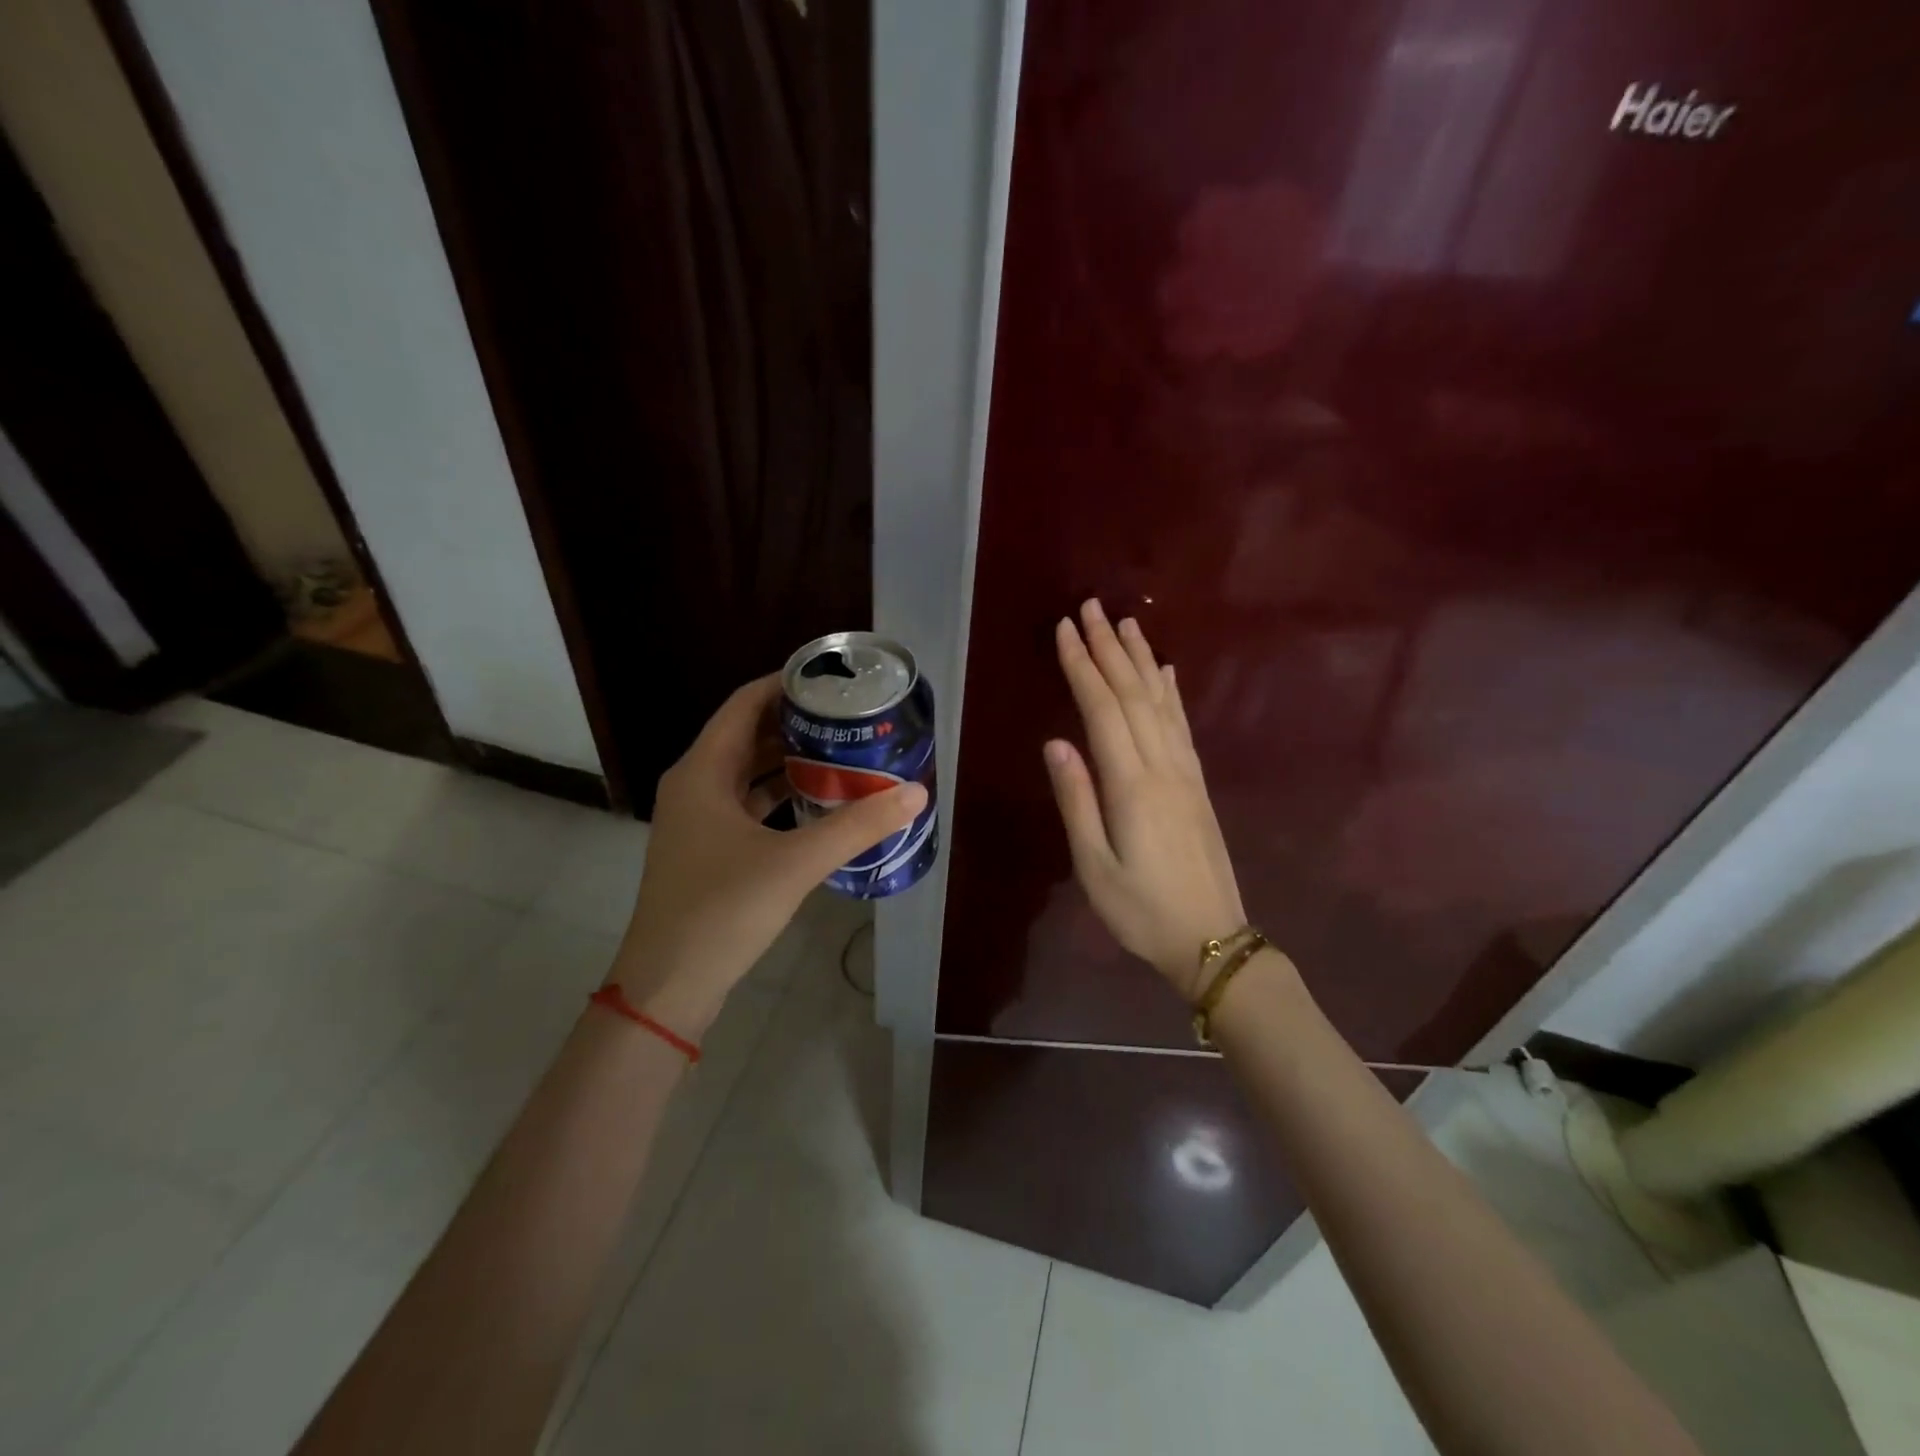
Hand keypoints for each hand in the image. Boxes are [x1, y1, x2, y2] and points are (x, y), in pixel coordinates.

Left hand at [610, 674, 926, 1036]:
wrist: (668, 985)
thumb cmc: (722, 910)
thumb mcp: (796, 863)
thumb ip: (857, 826)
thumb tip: (916, 793)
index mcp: (703, 771)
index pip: (745, 704)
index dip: (785, 684)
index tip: (831, 679)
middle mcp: (695, 785)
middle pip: (748, 734)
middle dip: (797, 722)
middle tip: (849, 717)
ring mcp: (698, 820)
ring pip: (748, 772)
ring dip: (790, 760)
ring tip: (843, 752)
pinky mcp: (708, 849)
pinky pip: (748, 805)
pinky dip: (781, 796)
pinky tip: (819, 802)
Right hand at [1043, 600, 1246, 998]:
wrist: (1211, 938)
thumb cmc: (1140, 910)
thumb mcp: (1094, 865)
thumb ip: (1077, 799)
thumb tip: (1056, 742)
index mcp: (1131, 785)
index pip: (1102, 709)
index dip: (1082, 666)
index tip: (1065, 629)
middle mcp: (1162, 766)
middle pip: (1133, 694)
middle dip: (1109, 647)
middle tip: (1091, 607)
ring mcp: (1185, 773)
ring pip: (1161, 702)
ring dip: (1141, 659)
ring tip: (1127, 623)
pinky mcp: (1197, 784)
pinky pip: (1182, 726)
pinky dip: (1171, 693)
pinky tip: (1166, 673)